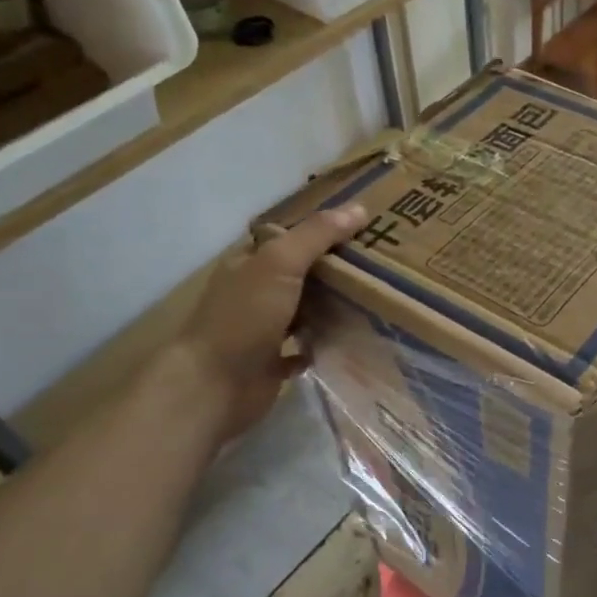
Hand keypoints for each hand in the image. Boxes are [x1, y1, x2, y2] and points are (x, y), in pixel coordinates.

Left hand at [170, 203, 367, 440]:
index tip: (365, 229)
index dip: (323, 230)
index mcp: (249, 263)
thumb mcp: (281, 264)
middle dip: (335, 269)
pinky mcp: (272, 363)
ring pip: (305, 310)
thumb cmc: (244, 318)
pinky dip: (324, 343)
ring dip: (333, 307)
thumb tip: (359, 209)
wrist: (214, 387)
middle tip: (381, 264)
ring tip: (377, 298)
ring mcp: (262, 329)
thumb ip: (317, 235)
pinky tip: (352, 338)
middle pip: (301, 273)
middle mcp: (254, 292)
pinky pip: (306, 347)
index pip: (289, 237)